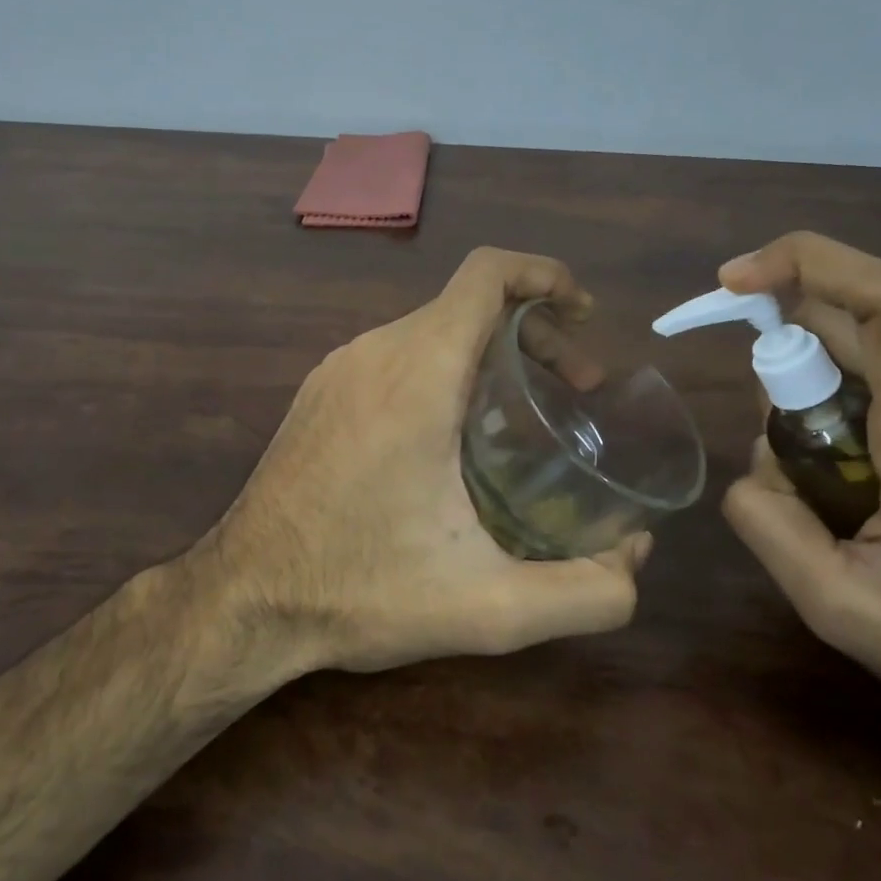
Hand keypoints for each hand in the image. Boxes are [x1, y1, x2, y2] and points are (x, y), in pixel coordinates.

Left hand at [206, 247, 650, 673]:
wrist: (243, 598)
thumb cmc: (362, 589)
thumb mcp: (487, 606)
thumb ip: (585, 592)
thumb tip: (637, 559)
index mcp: (418, 372)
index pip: (485, 274)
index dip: (543, 274)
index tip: (582, 311)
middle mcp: (376, 350)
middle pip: (468, 302)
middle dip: (534, 329)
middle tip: (575, 387)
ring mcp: (341, 366)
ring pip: (432, 327)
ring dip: (490, 349)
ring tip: (522, 411)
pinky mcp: (322, 389)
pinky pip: (398, 352)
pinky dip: (446, 365)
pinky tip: (456, 430)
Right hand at [719, 232, 880, 773]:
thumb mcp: (847, 612)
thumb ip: (770, 528)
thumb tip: (747, 471)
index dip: (803, 261)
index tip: (734, 282)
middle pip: (850, 325)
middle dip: (785, 366)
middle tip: (785, 463)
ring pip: (865, 359)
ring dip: (815, 402)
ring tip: (830, 501)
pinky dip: (848, 415)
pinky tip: (862, 494)